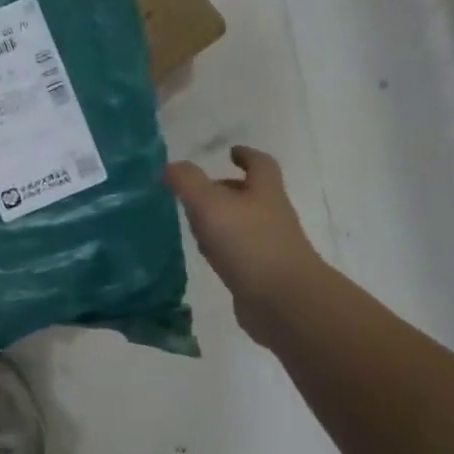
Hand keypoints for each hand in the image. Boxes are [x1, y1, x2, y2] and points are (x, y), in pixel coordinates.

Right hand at [166, 146, 325, 342]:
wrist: (283, 301)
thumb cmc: (248, 242)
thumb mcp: (210, 204)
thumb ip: (187, 182)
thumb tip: (170, 166)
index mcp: (264, 192)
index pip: (260, 165)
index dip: (247, 155)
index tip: (231, 151)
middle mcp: (271, 215)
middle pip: (251, 195)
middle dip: (228, 189)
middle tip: (198, 191)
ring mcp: (269, 246)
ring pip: (243, 225)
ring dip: (222, 220)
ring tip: (194, 222)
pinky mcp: (262, 274)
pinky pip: (240, 253)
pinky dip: (223, 249)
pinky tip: (207, 256)